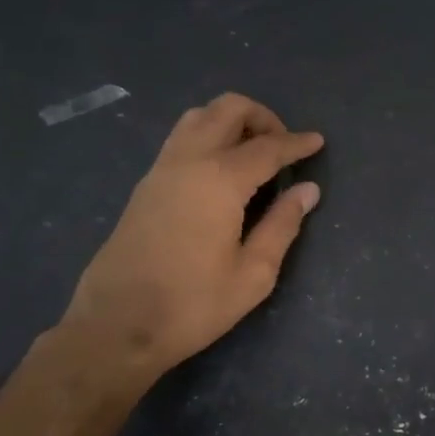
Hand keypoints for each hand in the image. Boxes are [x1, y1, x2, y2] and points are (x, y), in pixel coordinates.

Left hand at [62, 93, 322, 376]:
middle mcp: (188, 161)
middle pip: (227, 110)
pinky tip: (222, 172)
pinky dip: (209, 137)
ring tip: (253, 154)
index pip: (268, 147)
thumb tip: (307, 190)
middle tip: (283, 146)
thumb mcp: (253, 274)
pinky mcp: (145, 185)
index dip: (297, 142)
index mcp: (219, 180)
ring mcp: (161, 169)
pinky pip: (181, 139)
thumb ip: (282, 225)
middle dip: (262, 117)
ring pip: (198, 117)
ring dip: (230, 122)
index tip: (317, 141)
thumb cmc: (192, 305)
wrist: (116, 326)